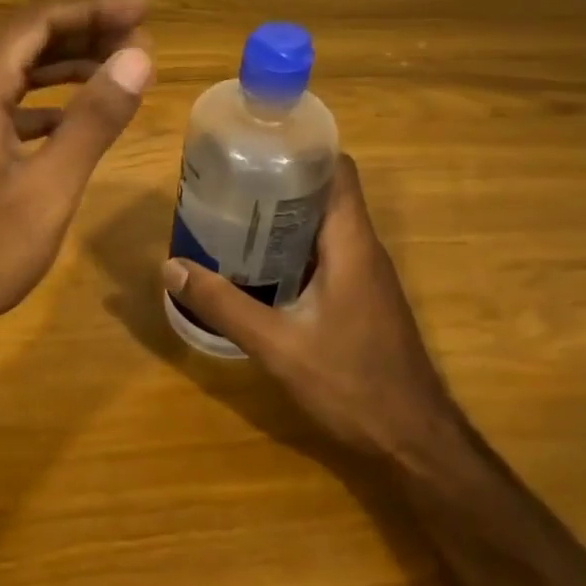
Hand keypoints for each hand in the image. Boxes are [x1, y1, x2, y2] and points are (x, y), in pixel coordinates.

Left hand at [0, 0, 153, 340]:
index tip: (144, 10)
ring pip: (20, 70)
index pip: (40, 21)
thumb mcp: (49, 187)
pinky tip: (78, 116)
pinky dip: (50, 101)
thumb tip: (138, 57)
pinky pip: (11, 103)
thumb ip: (94, 119)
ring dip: (69, 64)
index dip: (94, 9)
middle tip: (142, 40)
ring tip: (121, 69)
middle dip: (87, 32)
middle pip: (29, 38)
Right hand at [161, 154, 462, 465]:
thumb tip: (172, 268)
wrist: (414, 440)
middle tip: (230, 181)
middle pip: (326, 192)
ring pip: (325, 224)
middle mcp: (364, 248)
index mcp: (352, 243)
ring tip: (234, 214)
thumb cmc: (351, 384)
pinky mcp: (362, 296)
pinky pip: (327, 252)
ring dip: (285, 215)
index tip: (257, 145)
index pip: (338, 169)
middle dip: (281, 180)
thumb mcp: (277, 345)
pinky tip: (258, 263)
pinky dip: (294, 246)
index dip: (302, 149)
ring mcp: (366, 274)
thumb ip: (224, 305)